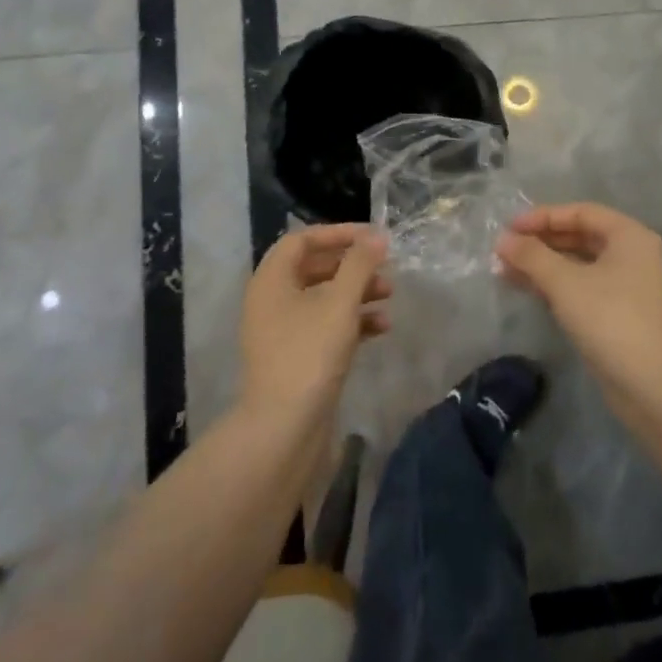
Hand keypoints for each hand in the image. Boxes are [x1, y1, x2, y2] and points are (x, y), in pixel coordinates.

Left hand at [239, 225, 391, 423]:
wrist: (284, 428)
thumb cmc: (310, 354)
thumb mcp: (340, 303)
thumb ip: (359, 264)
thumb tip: (376, 236)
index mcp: (271, 280)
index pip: (302, 240)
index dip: (338, 233)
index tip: (371, 236)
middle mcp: (272, 300)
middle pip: (315, 267)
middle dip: (353, 264)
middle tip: (384, 265)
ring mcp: (282, 330)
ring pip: (323, 297)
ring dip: (357, 291)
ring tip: (389, 294)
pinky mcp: (296, 356)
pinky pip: (325, 325)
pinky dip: (352, 320)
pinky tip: (382, 327)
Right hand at [494, 203, 661, 399]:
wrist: (655, 385)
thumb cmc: (611, 319)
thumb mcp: (565, 282)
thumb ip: (532, 256)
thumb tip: (503, 240)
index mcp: (630, 236)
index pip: (582, 212)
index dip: (543, 217)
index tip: (510, 228)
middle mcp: (636, 256)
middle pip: (583, 238)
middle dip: (542, 243)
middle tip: (506, 250)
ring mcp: (633, 289)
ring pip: (583, 266)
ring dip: (546, 267)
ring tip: (507, 272)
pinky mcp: (626, 318)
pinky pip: (587, 290)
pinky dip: (560, 288)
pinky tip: (532, 293)